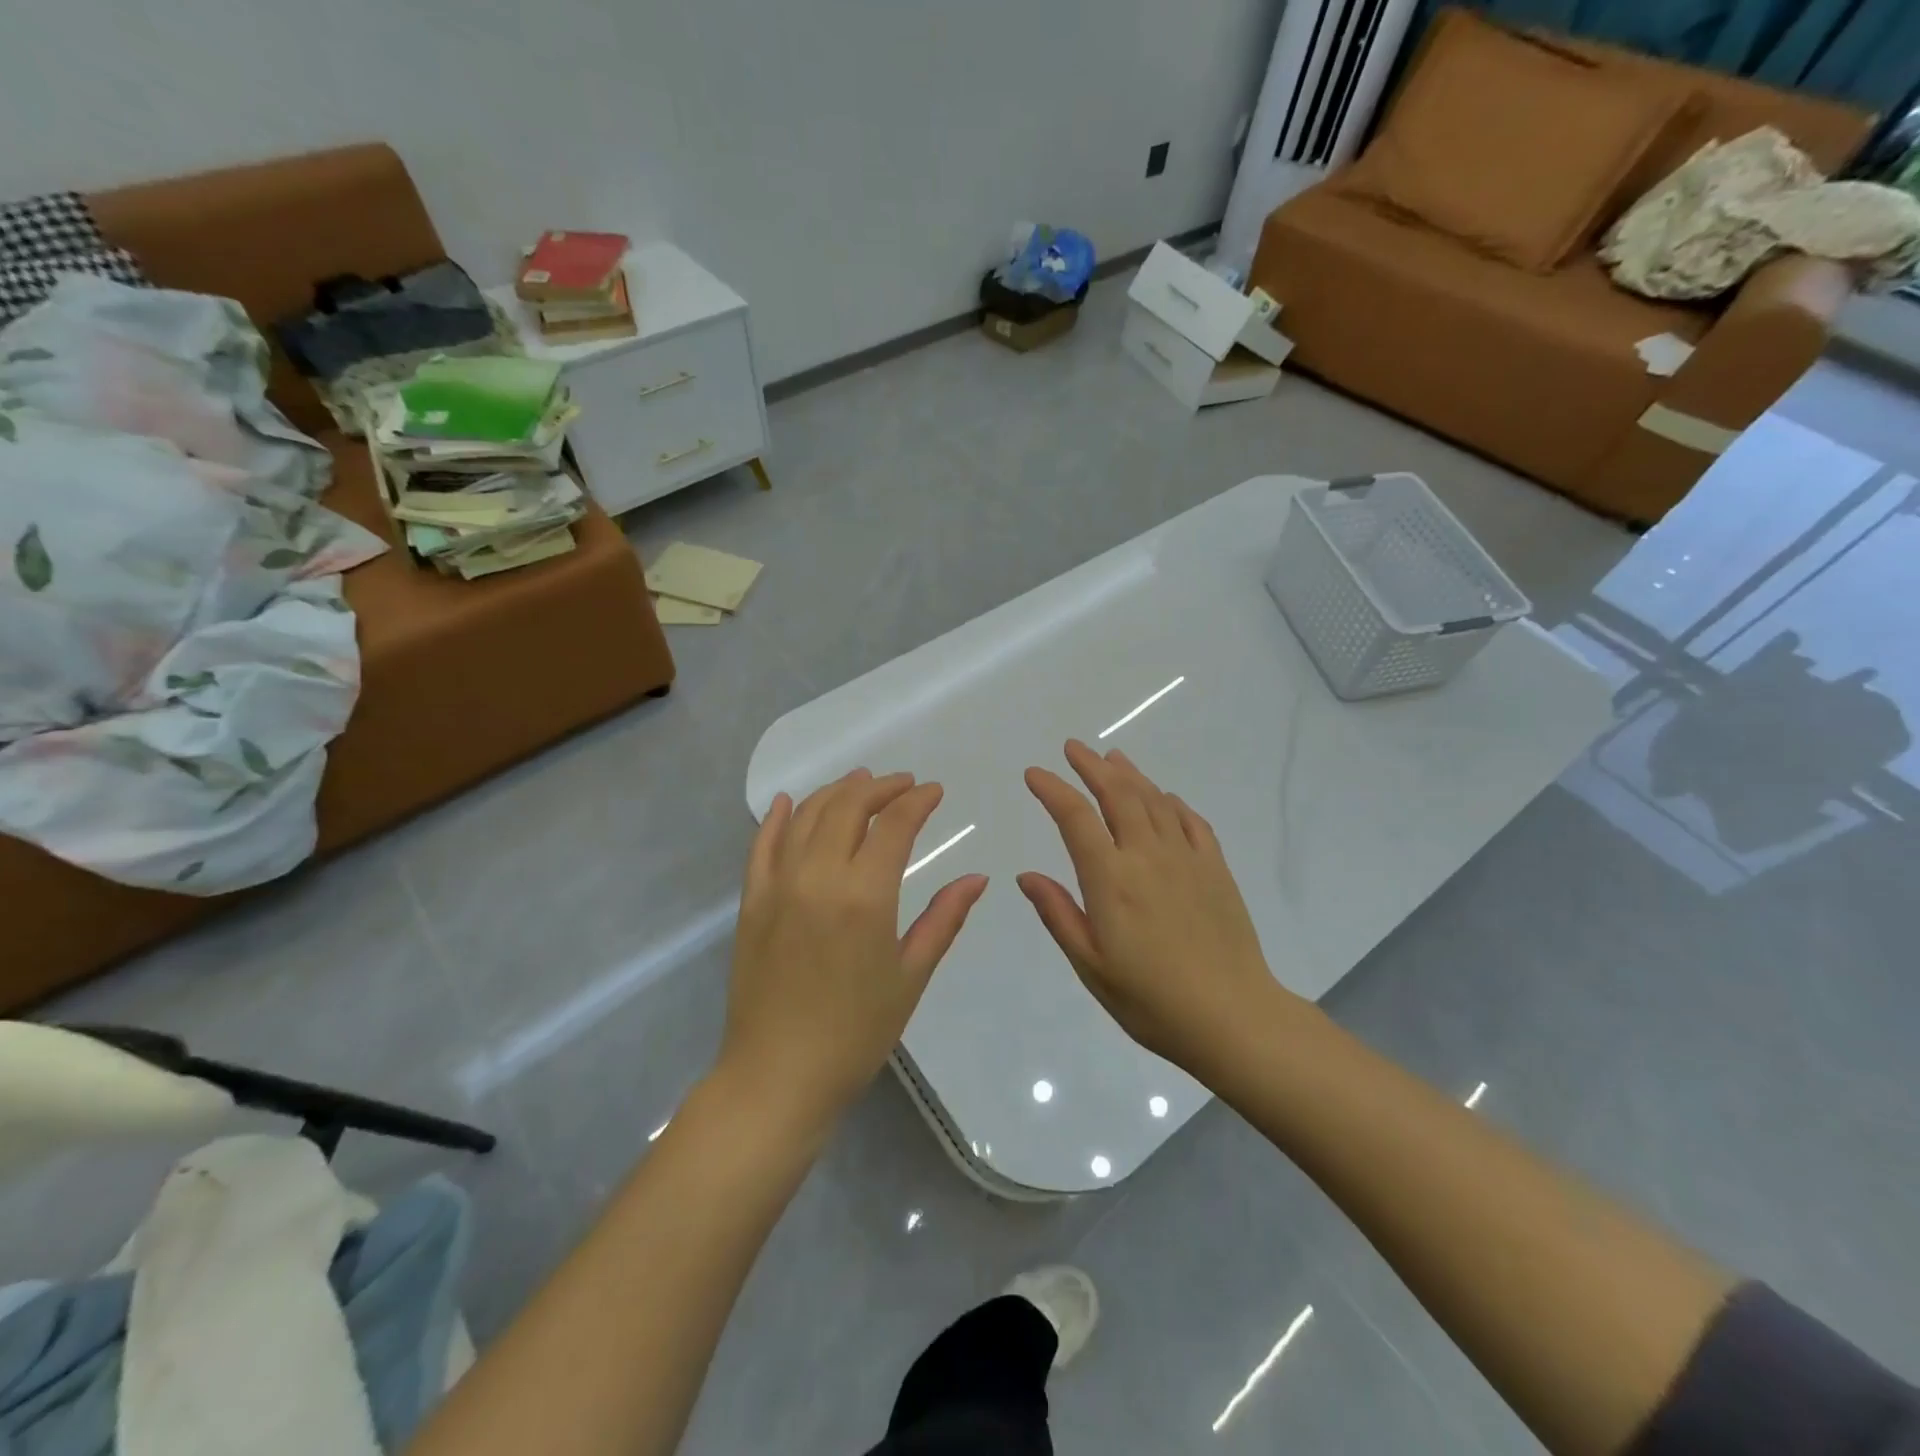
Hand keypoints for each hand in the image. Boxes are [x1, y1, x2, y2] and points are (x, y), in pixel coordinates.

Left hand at [720, 769, 987, 1130]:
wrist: (777, 1076)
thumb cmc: (855, 1033)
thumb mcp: (910, 976)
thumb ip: (944, 919)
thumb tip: (977, 878)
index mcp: (865, 895)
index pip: (894, 824)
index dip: (917, 800)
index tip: (934, 791)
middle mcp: (818, 875)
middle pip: (848, 807)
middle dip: (880, 787)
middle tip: (904, 784)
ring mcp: (778, 885)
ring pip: (806, 816)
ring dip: (835, 792)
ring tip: (860, 782)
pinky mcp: (752, 900)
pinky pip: (761, 845)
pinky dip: (776, 817)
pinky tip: (786, 802)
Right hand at [1019, 740, 1289, 1077]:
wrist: (1233, 1017)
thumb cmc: (1151, 999)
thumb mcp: (1091, 966)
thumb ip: (1059, 914)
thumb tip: (1026, 876)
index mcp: (1111, 879)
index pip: (1075, 818)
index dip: (1052, 789)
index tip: (1034, 773)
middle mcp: (1148, 855)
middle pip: (1118, 794)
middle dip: (1091, 766)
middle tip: (1073, 748)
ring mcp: (1187, 858)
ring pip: (1155, 800)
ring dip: (1130, 775)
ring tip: (1112, 758)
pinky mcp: (1216, 869)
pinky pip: (1192, 821)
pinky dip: (1172, 802)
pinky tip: (1165, 798)